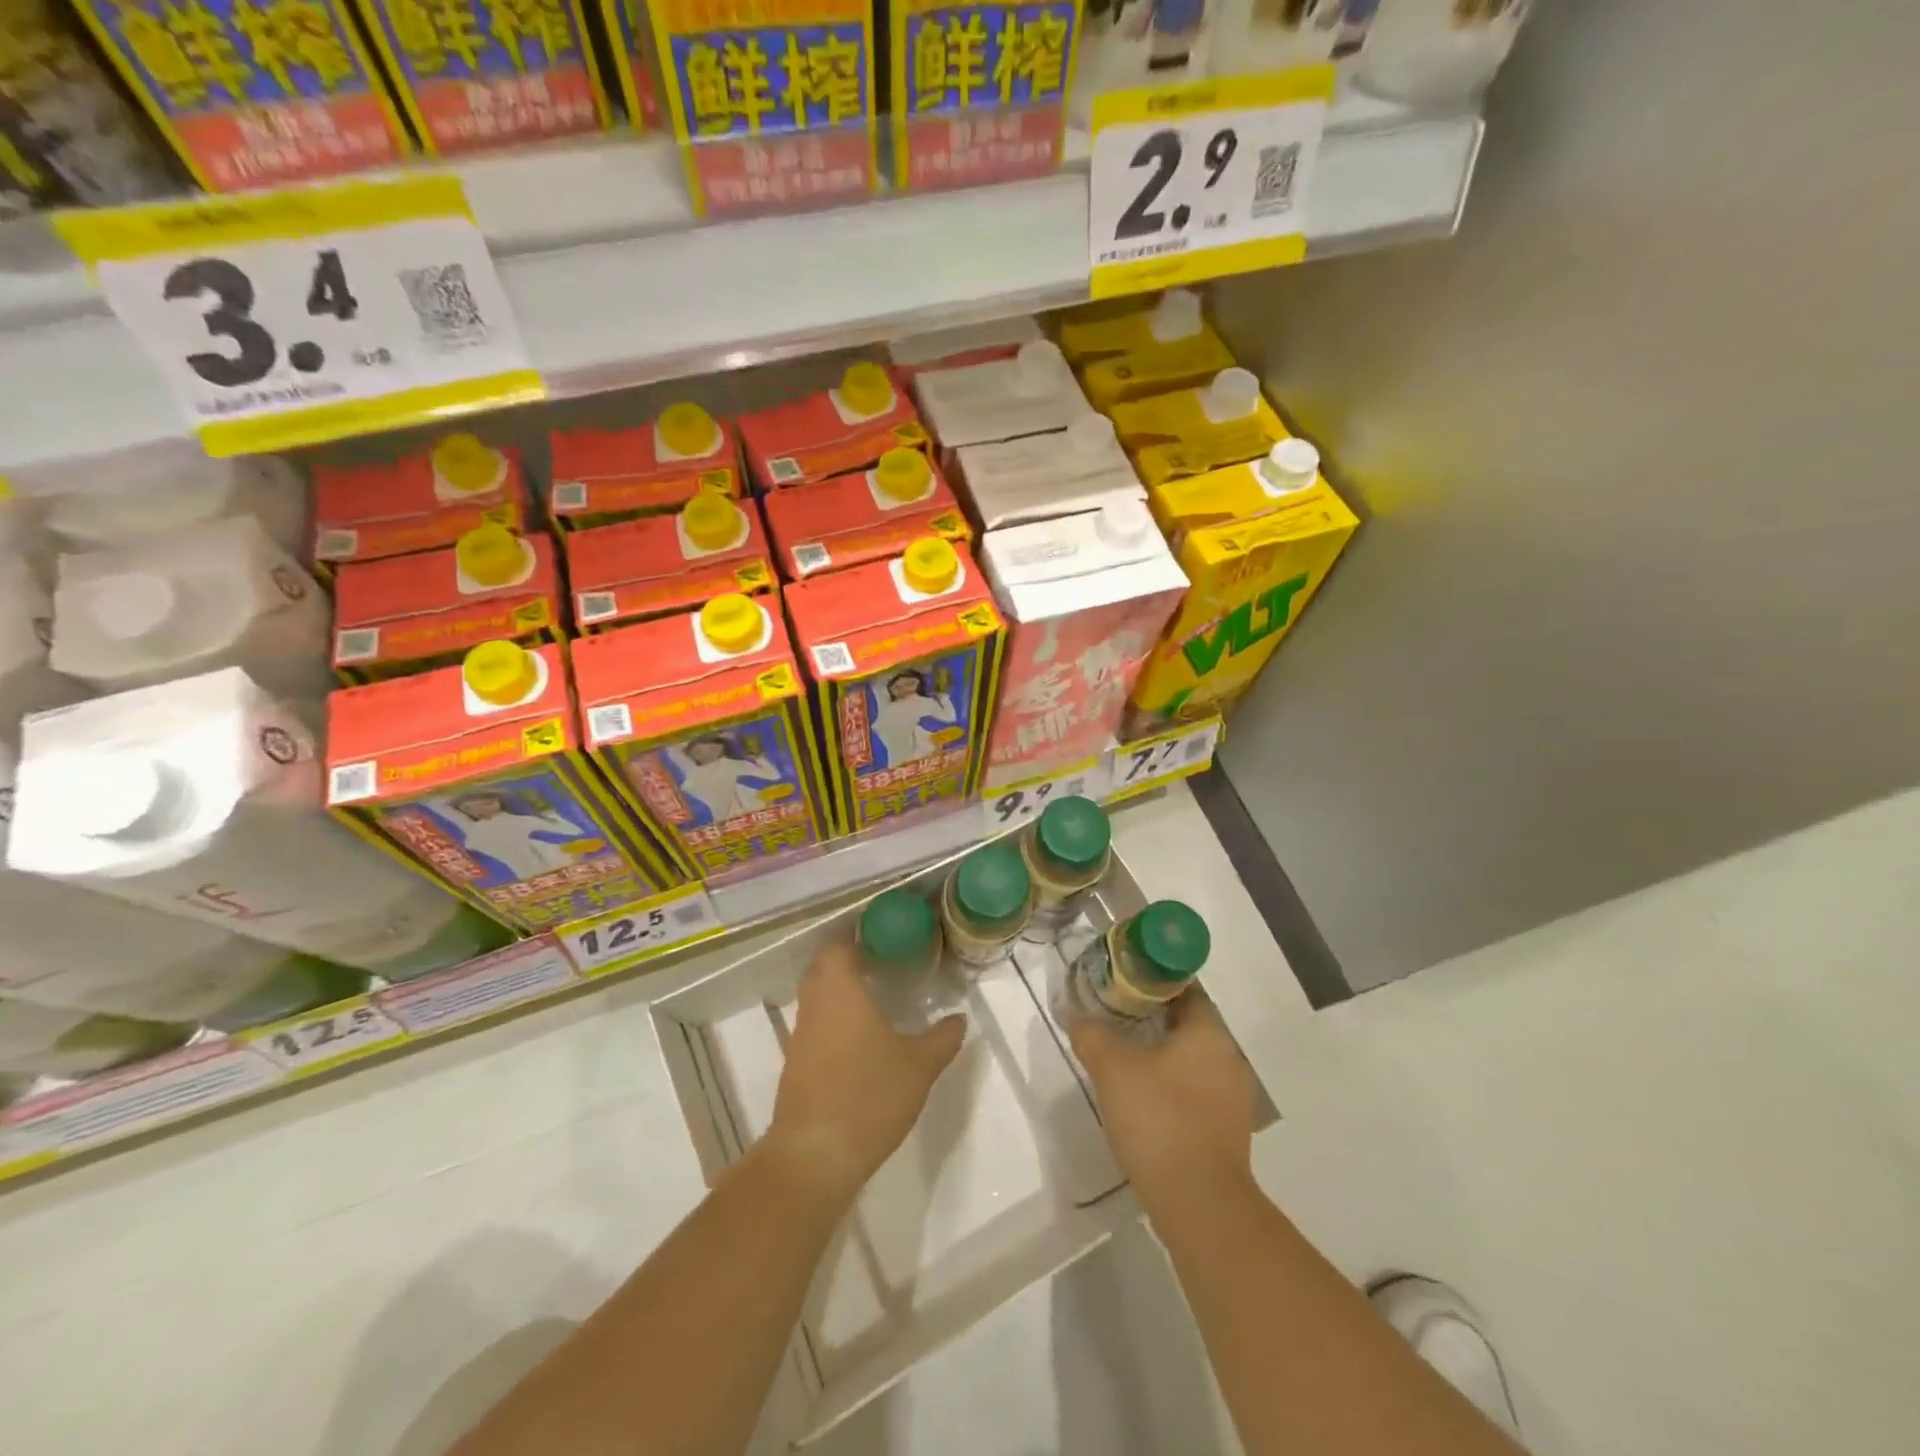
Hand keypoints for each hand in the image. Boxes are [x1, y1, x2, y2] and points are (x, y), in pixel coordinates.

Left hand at [768, 941, 964, 1207]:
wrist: (814, 1156)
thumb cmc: (868, 1096)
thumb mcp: (919, 1066)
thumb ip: (942, 1038)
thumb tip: (960, 1018)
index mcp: (839, 990)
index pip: (839, 945)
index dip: (858, 937)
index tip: (886, 939)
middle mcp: (814, 1004)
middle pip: (824, 968)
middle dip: (850, 962)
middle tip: (886, 965)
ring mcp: (800, 1036)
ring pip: (818, 998)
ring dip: (842, 993)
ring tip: (878, 1000)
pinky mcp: (796, 1065)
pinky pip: (816, 1026)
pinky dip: (835, 1021)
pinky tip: (862, 1040)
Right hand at [1067, 991, 1255, 1209]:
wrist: (1200, 1204)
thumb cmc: (1158, 1120)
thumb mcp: (1112, 1069)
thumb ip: (1091, 1034)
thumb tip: (1074, 1014)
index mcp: (1208, 1032)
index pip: (1184, 987)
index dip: (1151, 980)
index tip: (1122, 981)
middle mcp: (1228, 1057)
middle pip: (1188, 1022)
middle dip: (1153, 1016)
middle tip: (1115, 1015)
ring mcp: (1233, 1097)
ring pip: (1192, 1058)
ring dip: (1163, 1052)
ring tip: (1124, 1054)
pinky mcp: (1228, 1130)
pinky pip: (1197, 1090)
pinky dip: (1172, 1084)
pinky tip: (1144, 1096)